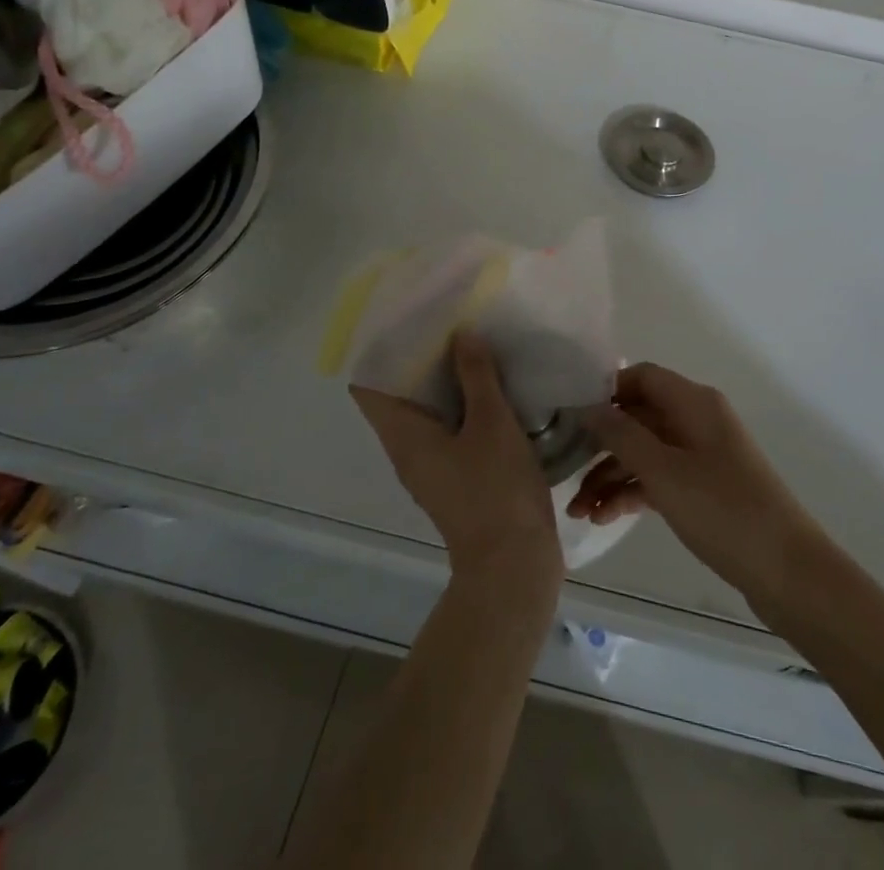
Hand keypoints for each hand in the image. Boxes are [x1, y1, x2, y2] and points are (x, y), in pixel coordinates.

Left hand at [352, 330, 562, 589]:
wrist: (514, 566)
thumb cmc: (496, 490)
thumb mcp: (492, 423)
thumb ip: (477, 376)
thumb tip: (461, 335)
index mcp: (404, 436)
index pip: (369, 385)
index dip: (380, 350)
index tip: (405, 318)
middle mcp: (408, 450)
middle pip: (399, 393)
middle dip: (421, 357)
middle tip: (448, 320)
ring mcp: (432, 466)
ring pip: (427, 411)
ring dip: (445, 379)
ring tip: (471, 343)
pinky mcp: (456, 477)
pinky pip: (449, 428)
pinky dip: (462, 404)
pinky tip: (492, 386)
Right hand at [571, 363, 829, 608]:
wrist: (787, 571)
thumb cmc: (723, 510)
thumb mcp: (664, 472)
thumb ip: (622, 435)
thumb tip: (587, 407)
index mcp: (694, 402)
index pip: (641, 377)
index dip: (605, 390)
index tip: (569, 415)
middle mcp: (697, 420)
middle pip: (638, 416)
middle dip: (600, 444)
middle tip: (564, 471)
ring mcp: (701, 455)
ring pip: (645, 451)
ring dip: (611, 475)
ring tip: (578, 511)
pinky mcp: (704, 488)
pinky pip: (659, 477)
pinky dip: (632, 492)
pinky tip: (604, 518)